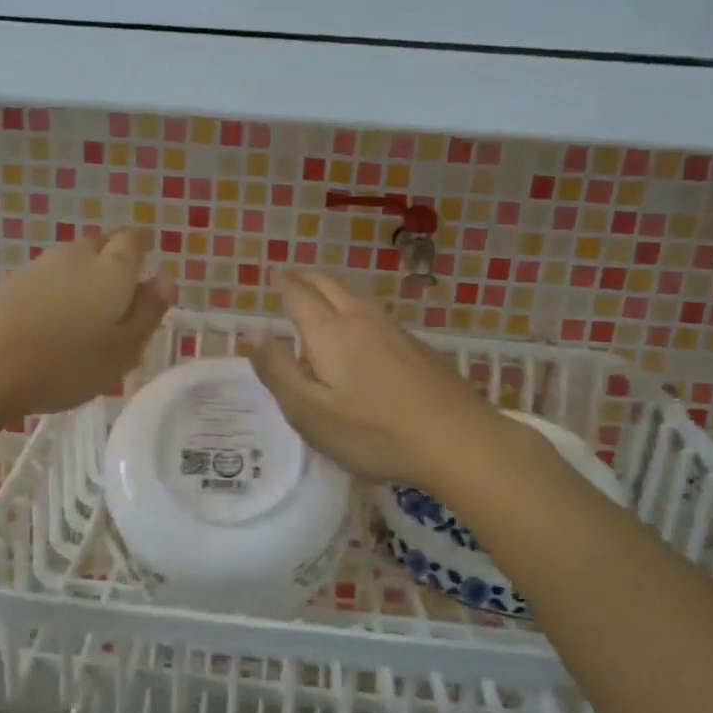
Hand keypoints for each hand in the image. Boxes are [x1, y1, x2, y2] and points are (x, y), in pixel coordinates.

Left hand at [0, 228, 176, 416]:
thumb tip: (165, 279)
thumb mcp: (124, 348)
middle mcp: (76, 257)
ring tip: (88, 311)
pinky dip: (56, 293)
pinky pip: (45, 280)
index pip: (133, 240)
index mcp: (112, 269)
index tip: (148, 260)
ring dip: (83, 277)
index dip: (142, 246)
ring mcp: (37, 268)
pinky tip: (53, 321)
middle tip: (122, 290)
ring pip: (71, 262)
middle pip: (100, 245)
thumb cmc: (68, 362)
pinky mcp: (8, 286)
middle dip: (114, 260)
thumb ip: (148, 312)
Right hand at [248, 270, 504, 491]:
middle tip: (293, 276)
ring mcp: (396, 332)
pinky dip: (357, 312)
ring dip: (334, 292)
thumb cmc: (373, 431)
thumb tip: (253, 332)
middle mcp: (362, 320)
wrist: (458, 441)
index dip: (283, 283)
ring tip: (322, 298)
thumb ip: (278, 370)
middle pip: (331, 287)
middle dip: (308, 279)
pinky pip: (377, 317)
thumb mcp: (309, 411)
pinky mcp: (419, 349)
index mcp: (330, 332)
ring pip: (357, 299)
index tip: (274, 272)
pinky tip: (363, 332)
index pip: (299, 295)